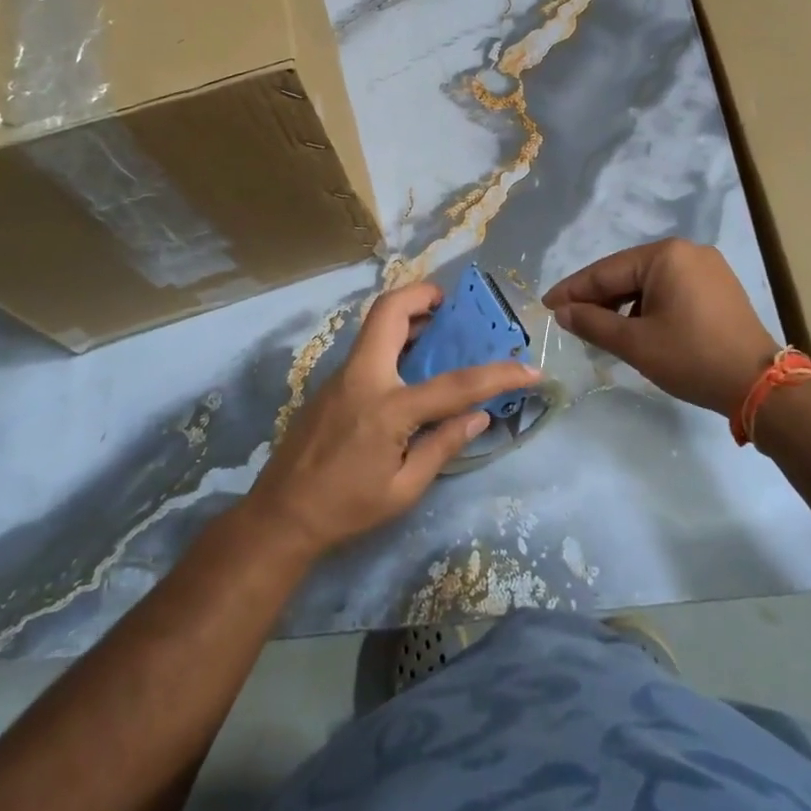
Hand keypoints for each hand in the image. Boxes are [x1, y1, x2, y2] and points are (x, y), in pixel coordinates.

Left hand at [247, 282, 539, 556]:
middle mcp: (362, 377)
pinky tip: (409, 368)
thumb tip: (479, 416)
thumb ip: (442, 446)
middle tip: (452, 306)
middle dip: (423, 295)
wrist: (281, 516)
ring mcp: (341, 375)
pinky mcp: (331, 383)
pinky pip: (368, 347)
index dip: (497, 375)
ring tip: (438, 331)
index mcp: (387, 407)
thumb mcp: (404, 489)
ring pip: (375, 324)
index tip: (530, 369)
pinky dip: (394, 340)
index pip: (454, 384)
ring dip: (408, 316)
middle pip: (390, 310)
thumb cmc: (347, 508)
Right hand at [543, 239, 780, 417]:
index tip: (546, 305)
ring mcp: (707, 267)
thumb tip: (562, 312)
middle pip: (628, 273)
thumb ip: (593, 323)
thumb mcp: (635, 343)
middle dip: (598, 298)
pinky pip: (671, 289)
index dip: (573, 290)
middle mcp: (687, 251)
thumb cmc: (691, 357)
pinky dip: (649, 307)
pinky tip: (637, 328)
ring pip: (649, 283)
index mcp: (665, 255)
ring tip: (600, 329)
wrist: (759, 385)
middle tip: (568, 320)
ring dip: (623, 304)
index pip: (606, 271)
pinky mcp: (719, 287)